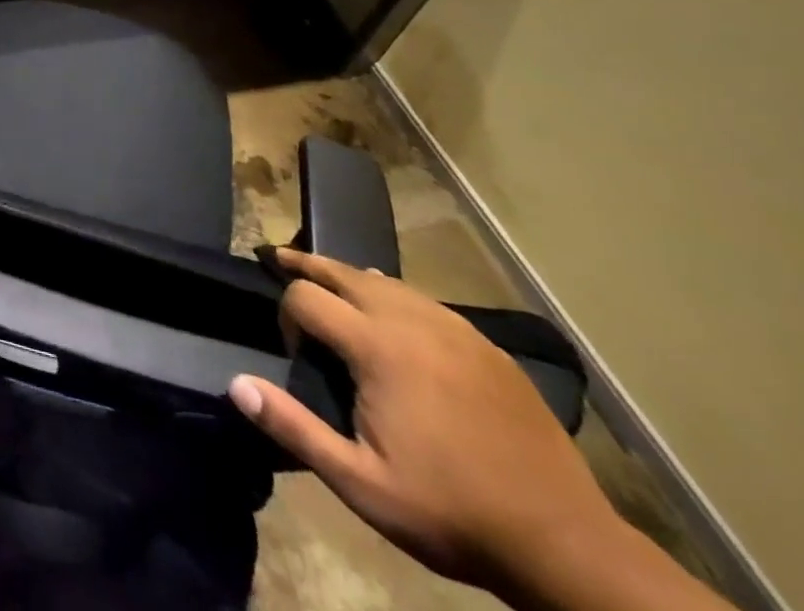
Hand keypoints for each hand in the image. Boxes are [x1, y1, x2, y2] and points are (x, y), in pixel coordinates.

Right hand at [229, 248, 616, 595]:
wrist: (566, 546)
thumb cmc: (452, 513)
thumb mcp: (362, 485)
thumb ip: (295, 428)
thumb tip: (237, 384)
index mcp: (378, 348)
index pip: (306, 296)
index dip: (287, 315)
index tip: (295, 352)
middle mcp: (412, 321)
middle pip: (343, 271)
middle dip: (306, 264)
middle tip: (279, 258)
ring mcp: (455, 330)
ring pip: (386, 281)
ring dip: (349, 276)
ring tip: (329, 281)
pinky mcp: (485, 346)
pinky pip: (425, 301)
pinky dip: (393, 294)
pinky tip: (393, 312)